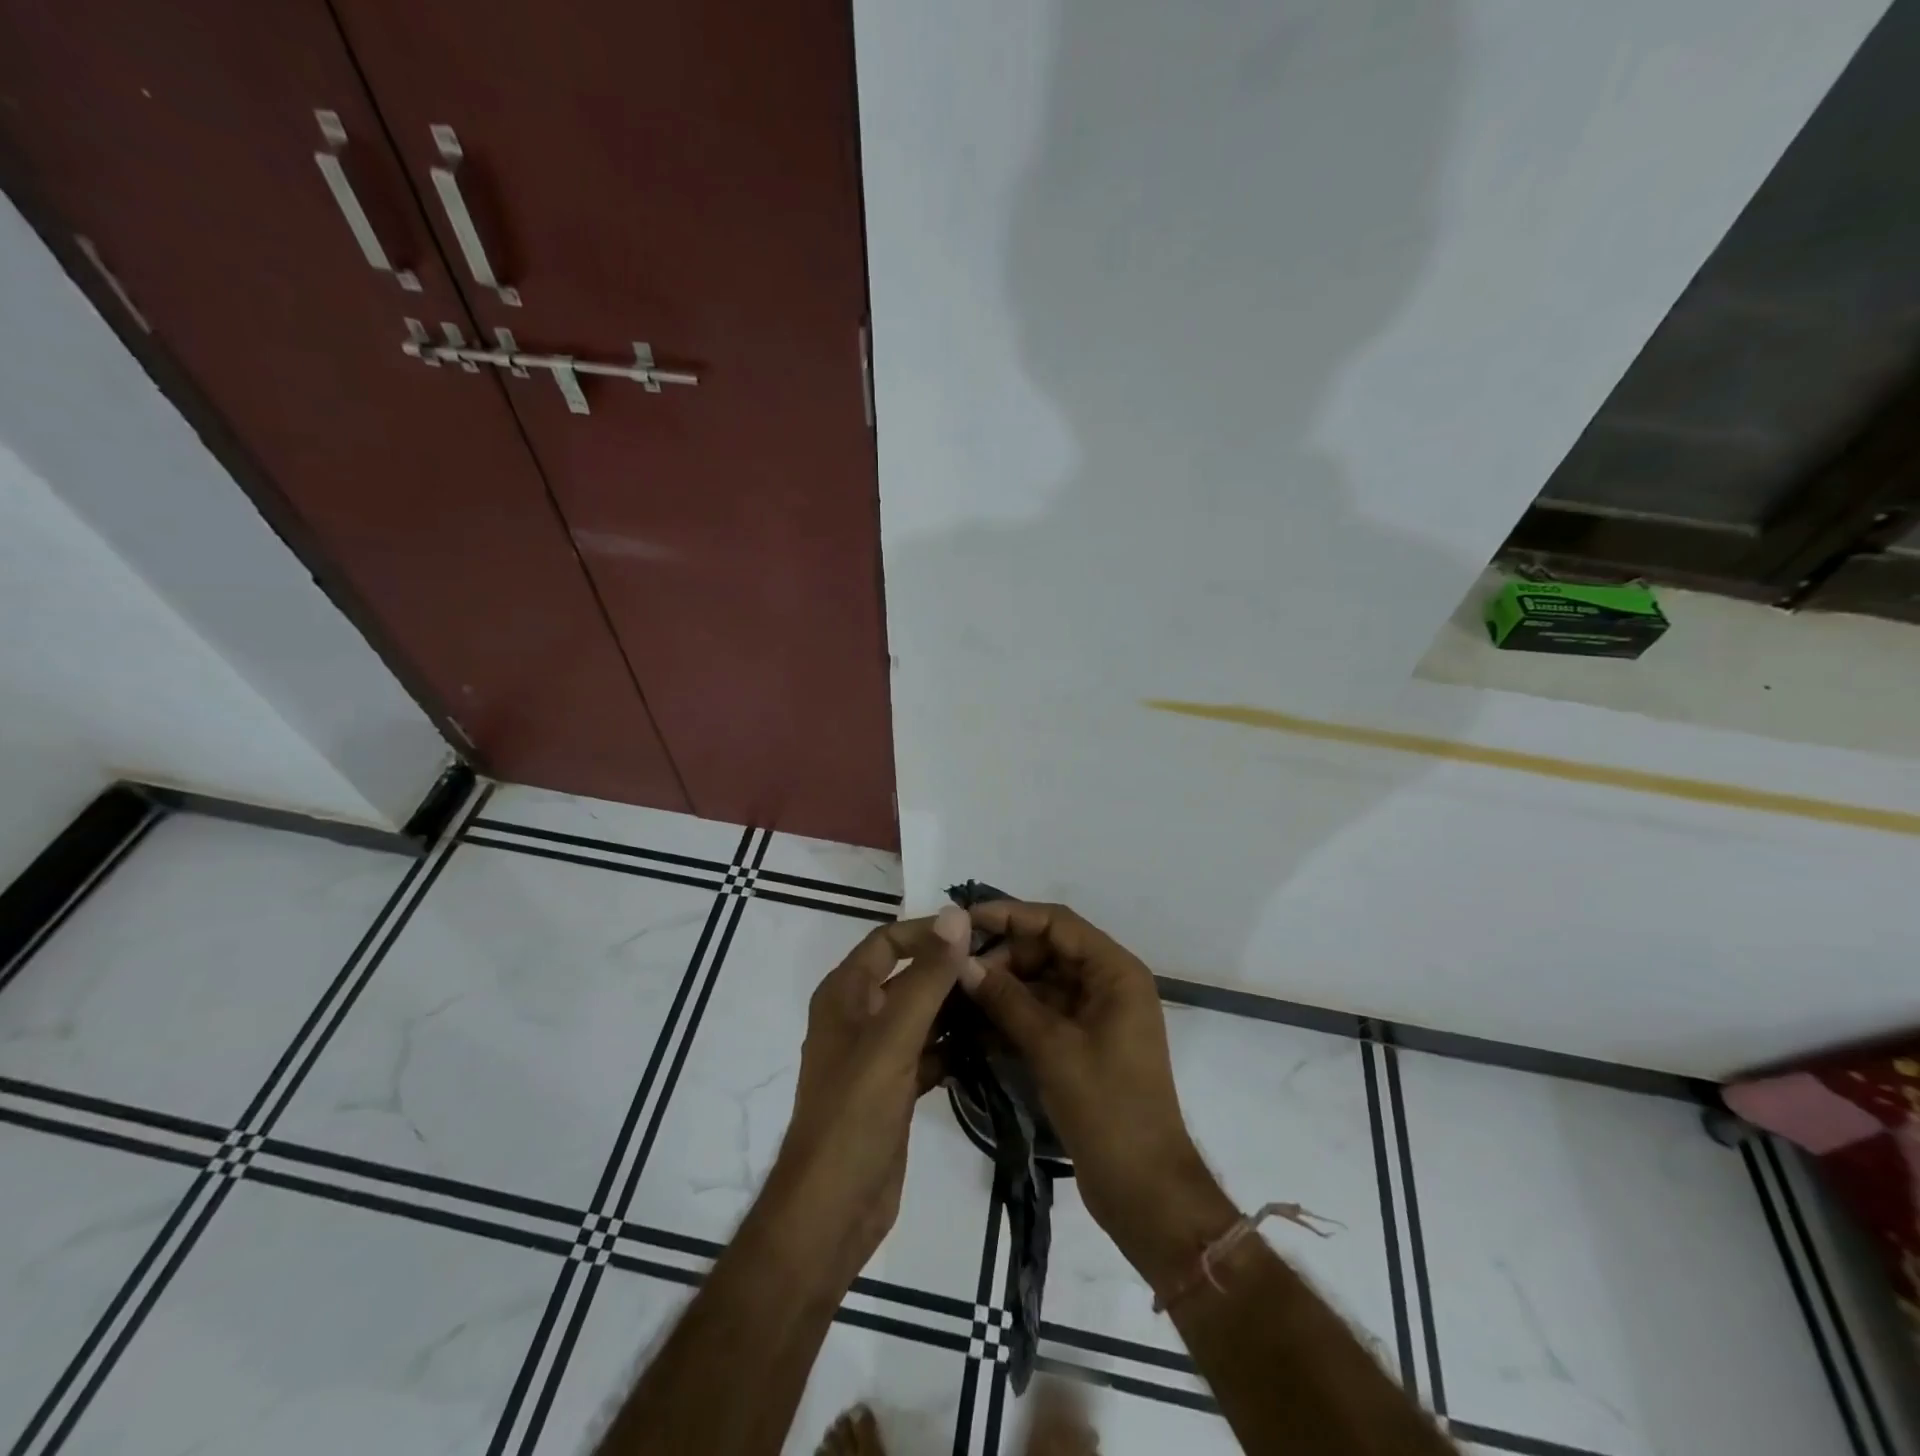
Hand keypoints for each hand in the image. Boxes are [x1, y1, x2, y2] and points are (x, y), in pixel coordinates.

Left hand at [757, 907, 971, 1289]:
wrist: (832, 1211)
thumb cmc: (855, 1114)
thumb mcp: (893, 1038)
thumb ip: (927, 977)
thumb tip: (956, 914)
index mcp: (845, 994)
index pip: (889, 941)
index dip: (929, 932)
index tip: (978, 934)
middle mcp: (858, 1016)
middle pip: (908, 976)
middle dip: (950, 970)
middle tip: (1004, 968)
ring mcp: (876, 1054)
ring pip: (922, 1014)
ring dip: (957, 1007)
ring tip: (1004, 1000)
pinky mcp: (894, 1087)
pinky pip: (929, 1050)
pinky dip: (954, 1045)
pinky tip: (991, 1045)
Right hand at [959, 901, 1231, 1283]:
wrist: (1145, 1191)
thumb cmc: (1107, 1109)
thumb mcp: (1053, 1048)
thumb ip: (1007, 1000)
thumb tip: (963, 962)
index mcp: (1116, 972)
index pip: (1058, 923)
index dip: (1011, 915)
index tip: (964, 920)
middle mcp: (1108, 984)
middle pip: (1048, 949)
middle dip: (1003, 955)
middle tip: (956, 970)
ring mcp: (1095, 1016)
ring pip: (1041, 982)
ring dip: (1004, 986)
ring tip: (956, 993)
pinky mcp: (1081, 1044)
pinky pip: (1042, 1013)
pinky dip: (1012, 1014)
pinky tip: (974, 1022)